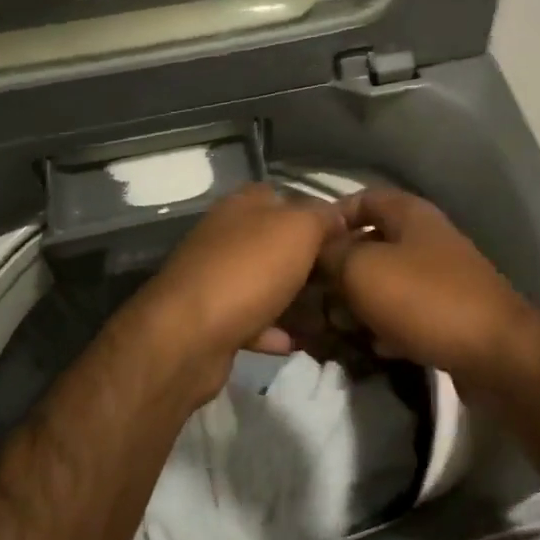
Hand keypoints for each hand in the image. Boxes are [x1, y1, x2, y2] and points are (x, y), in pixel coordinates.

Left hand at [110, 185, 341, 403]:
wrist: (188, 337)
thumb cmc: (248, 271)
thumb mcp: (298, 229)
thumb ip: (322, 217)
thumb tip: (339, 216)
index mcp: (244, 205)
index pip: (288, 197)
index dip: (320, 215)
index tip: (351, 238)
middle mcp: (227, 236)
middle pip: (279, 243)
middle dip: (313, 262)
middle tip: (347, 281)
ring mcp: (217, 278)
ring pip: (268, 283)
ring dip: (297, 300)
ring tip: (331, 316)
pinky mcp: (213, 319)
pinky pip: (254, 320)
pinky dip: (276, 330)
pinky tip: (298, 342)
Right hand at [318, 188, 539, 382]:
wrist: (496, 355)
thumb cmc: (424, 299)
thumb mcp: (363, 270)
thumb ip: (330, 255)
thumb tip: (313, 252)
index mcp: (410, 214)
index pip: (361, 199)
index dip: (330, 218)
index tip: (302, 247)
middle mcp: (426, 239)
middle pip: (370, 244)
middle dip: (338, 270)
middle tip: (311, 298)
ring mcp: (439, 278)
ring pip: (384, 283)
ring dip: (357, 304)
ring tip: (334, 328)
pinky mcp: (446, 316)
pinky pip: (403, 315)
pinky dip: (383, 328)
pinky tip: (369, 348)